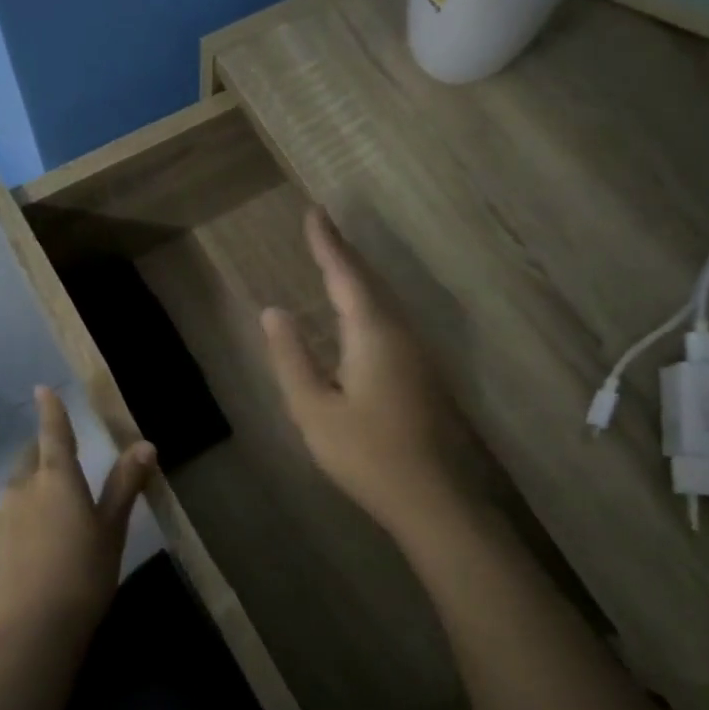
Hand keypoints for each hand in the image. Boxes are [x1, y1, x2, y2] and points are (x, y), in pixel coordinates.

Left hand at [0, 387, 155, 652]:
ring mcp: (4, 513)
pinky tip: (41, 531)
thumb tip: (145, 444)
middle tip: (67, 456)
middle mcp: (23, 486)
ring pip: (20, 482)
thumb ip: (125, 483)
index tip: (42, 388)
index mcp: (56, 477)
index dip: (50, 409)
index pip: (53, 432)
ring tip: (58, 499)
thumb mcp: (112, 528)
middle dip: (45, 448)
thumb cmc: (85, 573)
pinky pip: (12, 507)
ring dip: (35, 478)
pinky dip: (27, 505)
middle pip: (32, 455)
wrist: (35, 630)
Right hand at [261, 207, 470, 533]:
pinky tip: (359, 315)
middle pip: (369, 282)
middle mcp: (401, 332)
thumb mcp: (314, 410)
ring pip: (383, 302)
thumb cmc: (366, 455)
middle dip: (343, 253)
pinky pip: (390, 322)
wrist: (434, 498)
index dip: (326, 243)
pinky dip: (368, 304)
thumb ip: (292, 358)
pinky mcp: (423, 374)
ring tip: (334, 262)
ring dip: (358, 277)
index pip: (345, 274)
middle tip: (321, 229)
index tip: (313, 211)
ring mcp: (418, 353)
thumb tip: (274, 312)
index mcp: (373, 333)